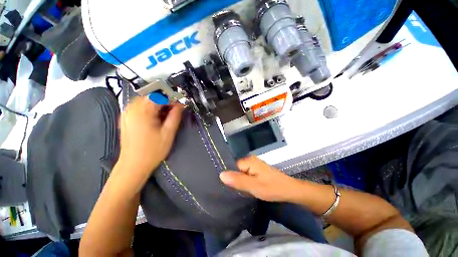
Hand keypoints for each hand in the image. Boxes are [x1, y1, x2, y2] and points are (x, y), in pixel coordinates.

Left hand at [117, 97, 183, 180]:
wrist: (134, 165)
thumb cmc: (153, 150)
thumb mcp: (168, 133)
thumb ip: (175, 116)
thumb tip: (181, 105)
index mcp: (142, 111)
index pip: (159, 96)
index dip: (172, 99)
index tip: (180, 105)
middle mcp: (131, 109)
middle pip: (151, 97)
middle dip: (165, 101)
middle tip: (174, 111)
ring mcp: (127, 113)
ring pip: (145, 101)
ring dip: (158, 105)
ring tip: (166, 115)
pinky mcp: (126, 118)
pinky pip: (139, 107)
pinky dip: (150, 109)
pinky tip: (155, 118)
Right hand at [219, 156, 302, 201]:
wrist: (289, 190)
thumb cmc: (272, 188)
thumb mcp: (253, 186)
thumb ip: (238, 180)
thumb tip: (221, 174)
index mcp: (248, 161)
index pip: (232, 166)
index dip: (231, 177)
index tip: (230, 187)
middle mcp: (250, 160)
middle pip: (236, 169)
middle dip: (236, 179)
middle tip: (236, 191)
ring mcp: (254, 164)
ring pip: (241, 172)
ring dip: (241, 181)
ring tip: (241, 190)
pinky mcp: (257, 170)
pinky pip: (247, 174)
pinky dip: (246, 181)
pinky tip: (247, 188)